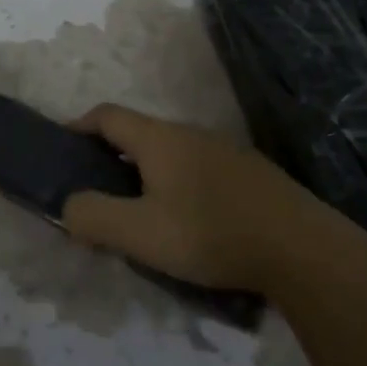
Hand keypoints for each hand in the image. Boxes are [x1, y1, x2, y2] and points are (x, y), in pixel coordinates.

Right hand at [61, 103, 359, 294]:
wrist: (303, 251)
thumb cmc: (210, 233)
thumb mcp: (140, 233)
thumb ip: (94, 217)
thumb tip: (68, 206)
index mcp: (158, 138)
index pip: (106, 115)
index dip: (79, 126)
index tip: (63, 150)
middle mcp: (190, 133)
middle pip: (139, 133)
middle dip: (111, 156)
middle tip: (99, 192)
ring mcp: (225, 150)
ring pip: (171, 152)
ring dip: (147, 173)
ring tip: (143, 212)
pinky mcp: (251, 173)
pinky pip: (199, 168)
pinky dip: (179, 184)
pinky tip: (191, 221)